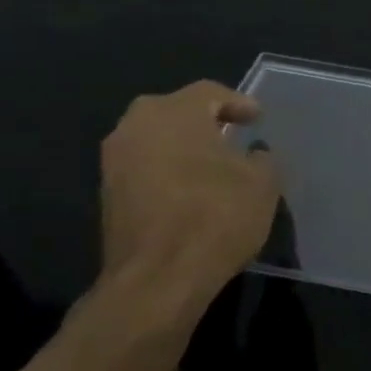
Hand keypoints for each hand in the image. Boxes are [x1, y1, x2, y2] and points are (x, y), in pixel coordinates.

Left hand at [99, 81, 280, 304]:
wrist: (158, 278)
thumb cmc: (216, 216)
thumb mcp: (262, 183)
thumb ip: (260, 159)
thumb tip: (252, 155)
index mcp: (174, 112)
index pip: (210, 93)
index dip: (238, 103)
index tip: (257, 118)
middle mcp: (135, 126)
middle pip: (175, 112)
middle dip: (205, 121)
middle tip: (232, 135)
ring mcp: (114, 162)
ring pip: (156, 140)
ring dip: (184, 148)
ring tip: (214, 165)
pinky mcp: (107, 195)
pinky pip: (145, 168)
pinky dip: (169, 171)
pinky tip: (192, 190)